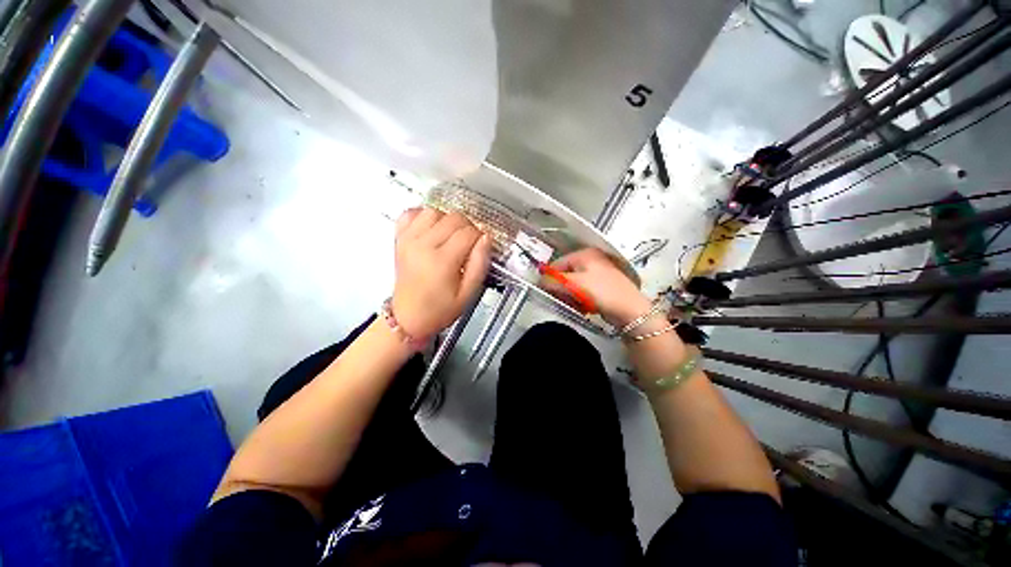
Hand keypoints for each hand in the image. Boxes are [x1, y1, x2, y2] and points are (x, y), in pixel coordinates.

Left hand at [392, 208, 491, 337]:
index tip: (480, 247)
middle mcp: (423, 246)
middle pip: (453, 218)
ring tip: (451, 237)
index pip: (468, 232)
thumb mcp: (468, 294)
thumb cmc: (439, 309)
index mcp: (441, 261)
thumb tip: (486, 238)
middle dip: (468, 228)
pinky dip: (423, 216)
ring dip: (447, 220)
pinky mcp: (400, 239)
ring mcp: (408, 240)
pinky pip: (410, 213)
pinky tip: (431, 228)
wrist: (409, 317)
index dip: (480, 237)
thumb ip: (480, 264)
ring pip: (434, 211)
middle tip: (469, 244)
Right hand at [544, 248, 650, 326]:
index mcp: (584, 254)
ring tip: (574, 304)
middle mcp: (591, 260)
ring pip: (573, 284)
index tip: (546, 291)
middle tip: (562, 299)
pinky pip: (583, 291)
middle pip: (565, 274)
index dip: (549, 277)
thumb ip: (554, 281)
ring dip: (569, 295)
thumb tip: (539, 281)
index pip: (558, 263)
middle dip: (561, 288)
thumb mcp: (574, 284)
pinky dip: (579, 299)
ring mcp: (597, 273)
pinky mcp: (601, 286)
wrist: (630, 310)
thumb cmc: (601, 291)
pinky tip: (583, 306)